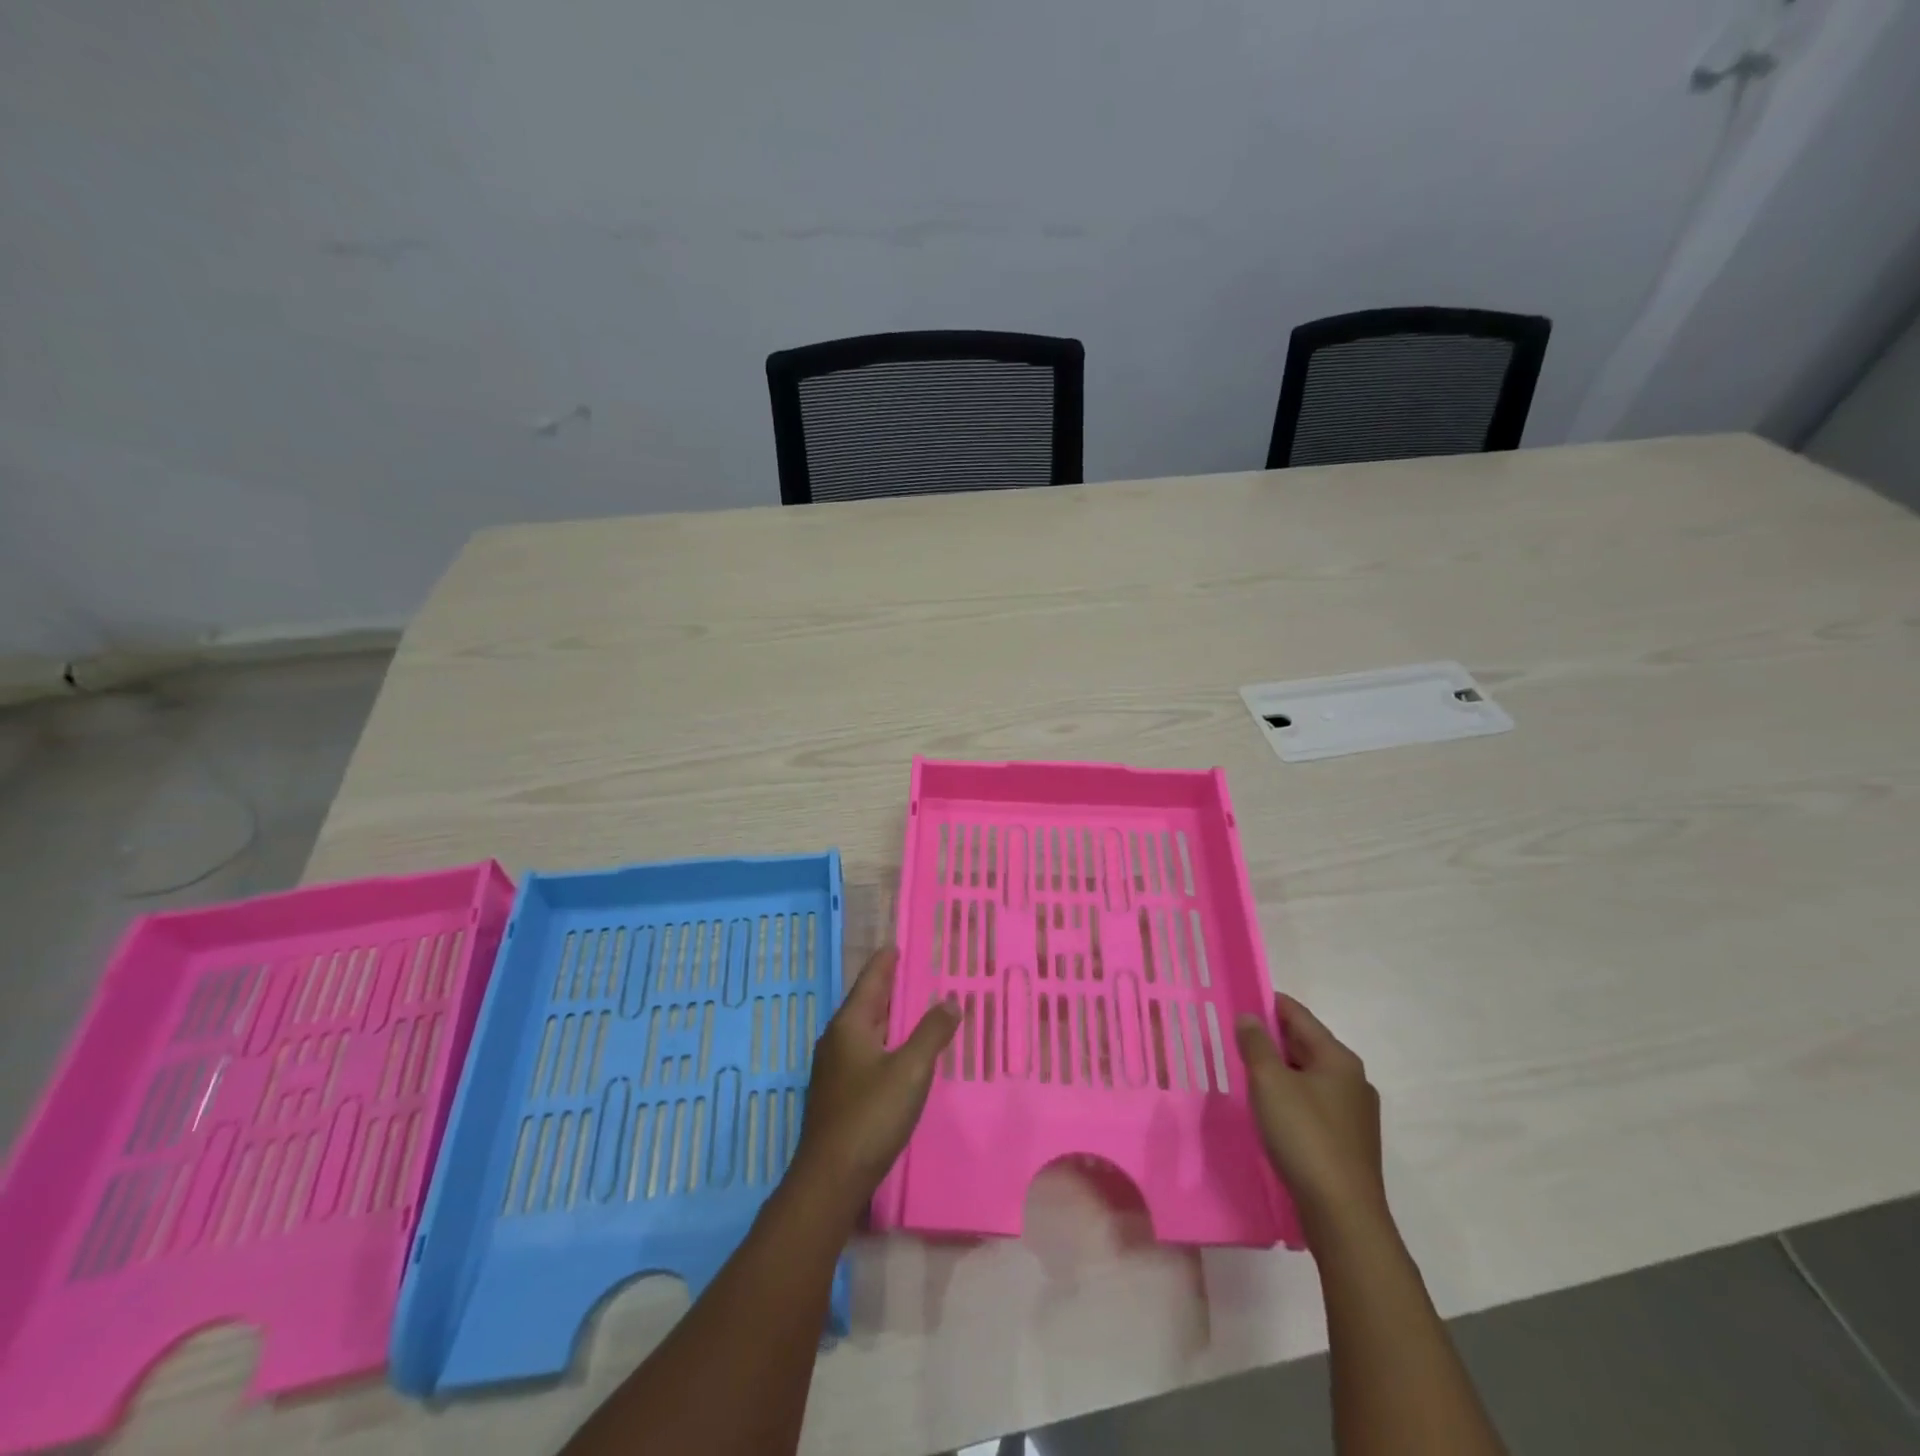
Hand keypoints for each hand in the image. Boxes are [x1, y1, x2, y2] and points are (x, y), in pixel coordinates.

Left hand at [795, 947, 958, 1204]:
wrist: (831, 1179)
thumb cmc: (870, 1115)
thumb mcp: (910, 1070)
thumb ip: (932, 1033)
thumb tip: (950, 1000)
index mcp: (850, 1025)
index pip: (871, 981)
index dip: (885, 962)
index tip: (897, 944)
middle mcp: (837, 1040)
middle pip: (866, 1003)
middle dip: (890, 987)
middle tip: (915, 972)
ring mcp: (835, 1069)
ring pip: (866, 1030)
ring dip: (889, 1017)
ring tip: (915, 1008)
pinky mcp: (839, 1094)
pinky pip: (866, 1052)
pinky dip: (886, 1042)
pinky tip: (902, 1053)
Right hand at [1236, 994, 1388, 1246]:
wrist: (1343, 1215)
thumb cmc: (1305, 1137)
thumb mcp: (1270, 1083)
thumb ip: (1256, 1044)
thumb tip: (1249, 1016)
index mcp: (1338, 1058)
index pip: (1298, 1015)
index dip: (1266, 1003)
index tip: (1237, 1000)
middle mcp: (1352, 1079)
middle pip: (1305, 1044)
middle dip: (1270, 1038)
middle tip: (1233, 1037)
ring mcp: (1354, 1113)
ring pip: (1309, 1076)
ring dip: (1279, 1070)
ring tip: (1246, 1072)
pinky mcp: (1349, 1141)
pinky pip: (1314, 1103)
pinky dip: (1290, 1096)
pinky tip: (1270, 1110)